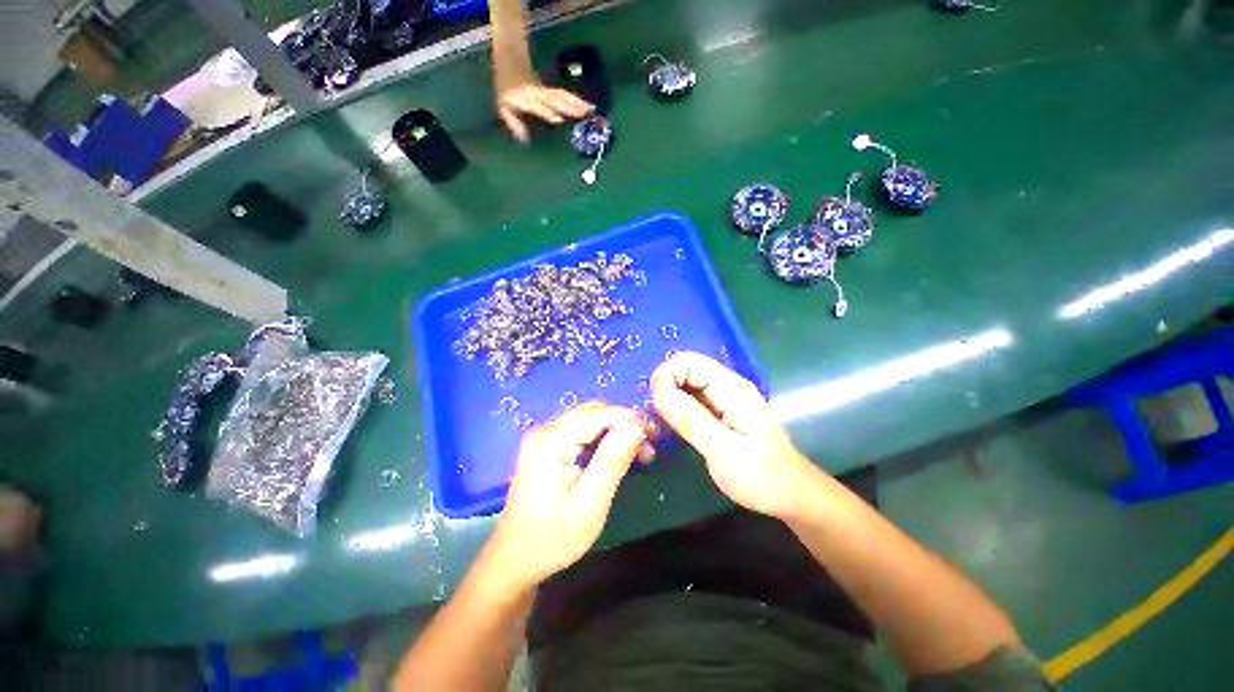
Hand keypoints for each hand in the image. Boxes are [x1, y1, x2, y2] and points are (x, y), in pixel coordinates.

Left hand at [486, 403, 650, 590]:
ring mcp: (543, 436)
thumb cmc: (552, 540)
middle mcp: (545, 430)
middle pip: (593, 412)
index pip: (598, 414)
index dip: (630, 418)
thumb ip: (613, 461)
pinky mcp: (546, 445)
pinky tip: (616, 453)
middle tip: (648, 447)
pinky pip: (581, 430)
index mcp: (550, 442)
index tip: (655, 435)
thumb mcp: (590, 505)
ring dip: (616, 429)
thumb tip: (637, 426)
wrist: (514, 560)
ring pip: (589, 418)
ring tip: (638, 452)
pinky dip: (603, 437)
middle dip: (624, 423)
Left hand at [495, 68, 592, 141]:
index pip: (537, 105)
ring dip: (577, 103)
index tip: (558, 119)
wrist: (510, 58)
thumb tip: (523, 139)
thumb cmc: (505, 87)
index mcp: (525, 97)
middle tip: (584, 115)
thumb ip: (513, 122)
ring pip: (562, 96)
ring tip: (591, 110)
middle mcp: (538, 94)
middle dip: (569, 106)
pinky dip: (576, 100)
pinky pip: (564, 95)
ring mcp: (545, 90)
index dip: (546, 111)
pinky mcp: (550, 89)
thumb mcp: (502, 106)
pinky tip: (587, 105)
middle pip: (555, 99)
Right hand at [651, 352, 817, 518]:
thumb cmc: (762, 477)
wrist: (789, 496)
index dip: (667, 375)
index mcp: (732, 389)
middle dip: (664, 385)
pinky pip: (690, 399)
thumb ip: (692, 420)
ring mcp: (723, 400)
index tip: (654, 402)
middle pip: (686, 369)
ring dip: (667, 396)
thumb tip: (659, 392)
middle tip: (652, 413)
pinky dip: (675, 407)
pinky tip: (667, 424)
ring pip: (686, 384)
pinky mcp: (717, 413)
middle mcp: (727, 387)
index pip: (690, 362)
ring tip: (655, 419)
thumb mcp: (724, 451)